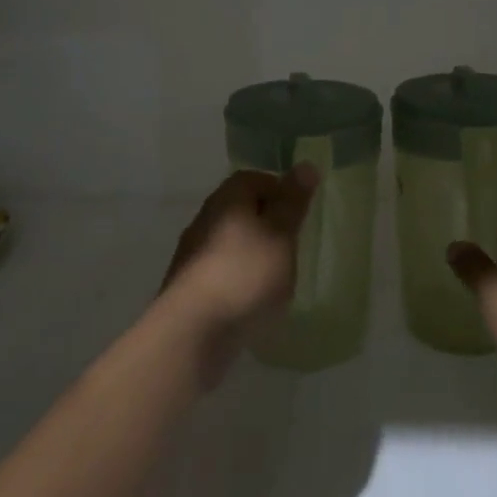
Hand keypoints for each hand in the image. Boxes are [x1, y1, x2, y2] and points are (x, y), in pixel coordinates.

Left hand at [157, 166, 317, 384]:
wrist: (192, 332)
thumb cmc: (245, 275)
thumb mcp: (281, 234)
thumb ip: (293, 202)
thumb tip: (306, 164)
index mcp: (226, 199)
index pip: (253, 178)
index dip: (279, 190)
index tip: (299, 212)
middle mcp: (205, 220)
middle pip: (240, 209)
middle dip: (268, 222)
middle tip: (294, 243)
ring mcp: (193, 254)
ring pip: (231, 241)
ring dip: (253, 252)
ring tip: (278, 275)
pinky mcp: (189, 286)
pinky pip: (222, 270)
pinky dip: (240, 277)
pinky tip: (254, 298)